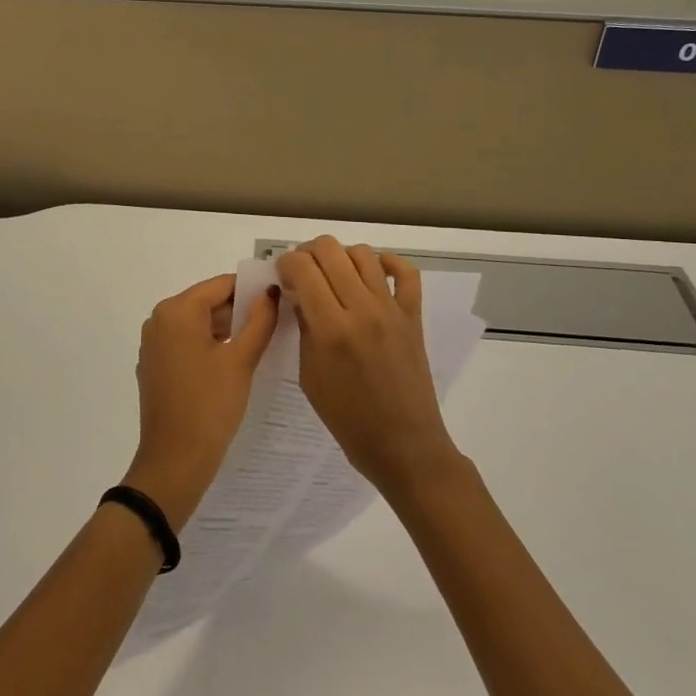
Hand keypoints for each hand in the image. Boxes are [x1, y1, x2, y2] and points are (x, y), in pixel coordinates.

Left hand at [123, 274, 278, 529]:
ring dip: (226, 328)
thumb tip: (270, 292)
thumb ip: (259, 320)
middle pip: (207, 302)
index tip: (280, 296)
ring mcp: (153, 344)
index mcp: (177, 310)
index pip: (221, 285)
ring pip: (197, 323)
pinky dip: (209, 345)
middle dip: (240, 309)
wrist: (175, 461)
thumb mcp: (241, 360)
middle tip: (276, 321)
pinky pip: (186, 343)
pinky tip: (234, 361)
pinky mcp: (155, 366)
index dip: (252, 288)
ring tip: (261, 340)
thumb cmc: (210, 404)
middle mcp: (159, 319)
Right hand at [277, 238, 463, 499]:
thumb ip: (303, 328)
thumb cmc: (348, 419)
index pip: (302, 268)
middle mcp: (362, 309)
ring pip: (363, 254)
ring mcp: (391, 310)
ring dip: (340, 256)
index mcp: (331, 329)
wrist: (403, 445)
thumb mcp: (309, 376)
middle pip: (330, 250)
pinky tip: (372, 272)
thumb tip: (297, 294)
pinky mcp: (413, 316)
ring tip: (332, 274)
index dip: (285, 263)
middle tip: (302, 273)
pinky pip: (405, 272)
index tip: (281, 276)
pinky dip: (387, 262)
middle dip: (307, 253)